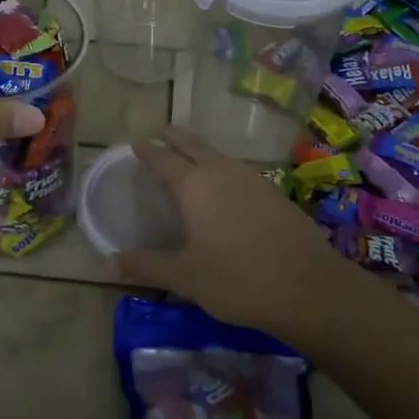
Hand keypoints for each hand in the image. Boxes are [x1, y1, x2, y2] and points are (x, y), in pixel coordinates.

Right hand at [114, 127, 349, 333]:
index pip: (162, 158)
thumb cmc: (237, 279)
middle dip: (175, 137)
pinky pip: (238, 170)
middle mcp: (222, 172)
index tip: (135, 144)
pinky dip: (223, 168)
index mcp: (194, 185)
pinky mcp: (274, 192)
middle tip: (162, 132)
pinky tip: (226, 186)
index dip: (146, 150)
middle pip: (193, 144)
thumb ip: (146, 266)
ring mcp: (252, 179)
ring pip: (219, 155)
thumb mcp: (185, 277)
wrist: (308, 287)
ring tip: (190, 157)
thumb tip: (109, 261)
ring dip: (201, 151)